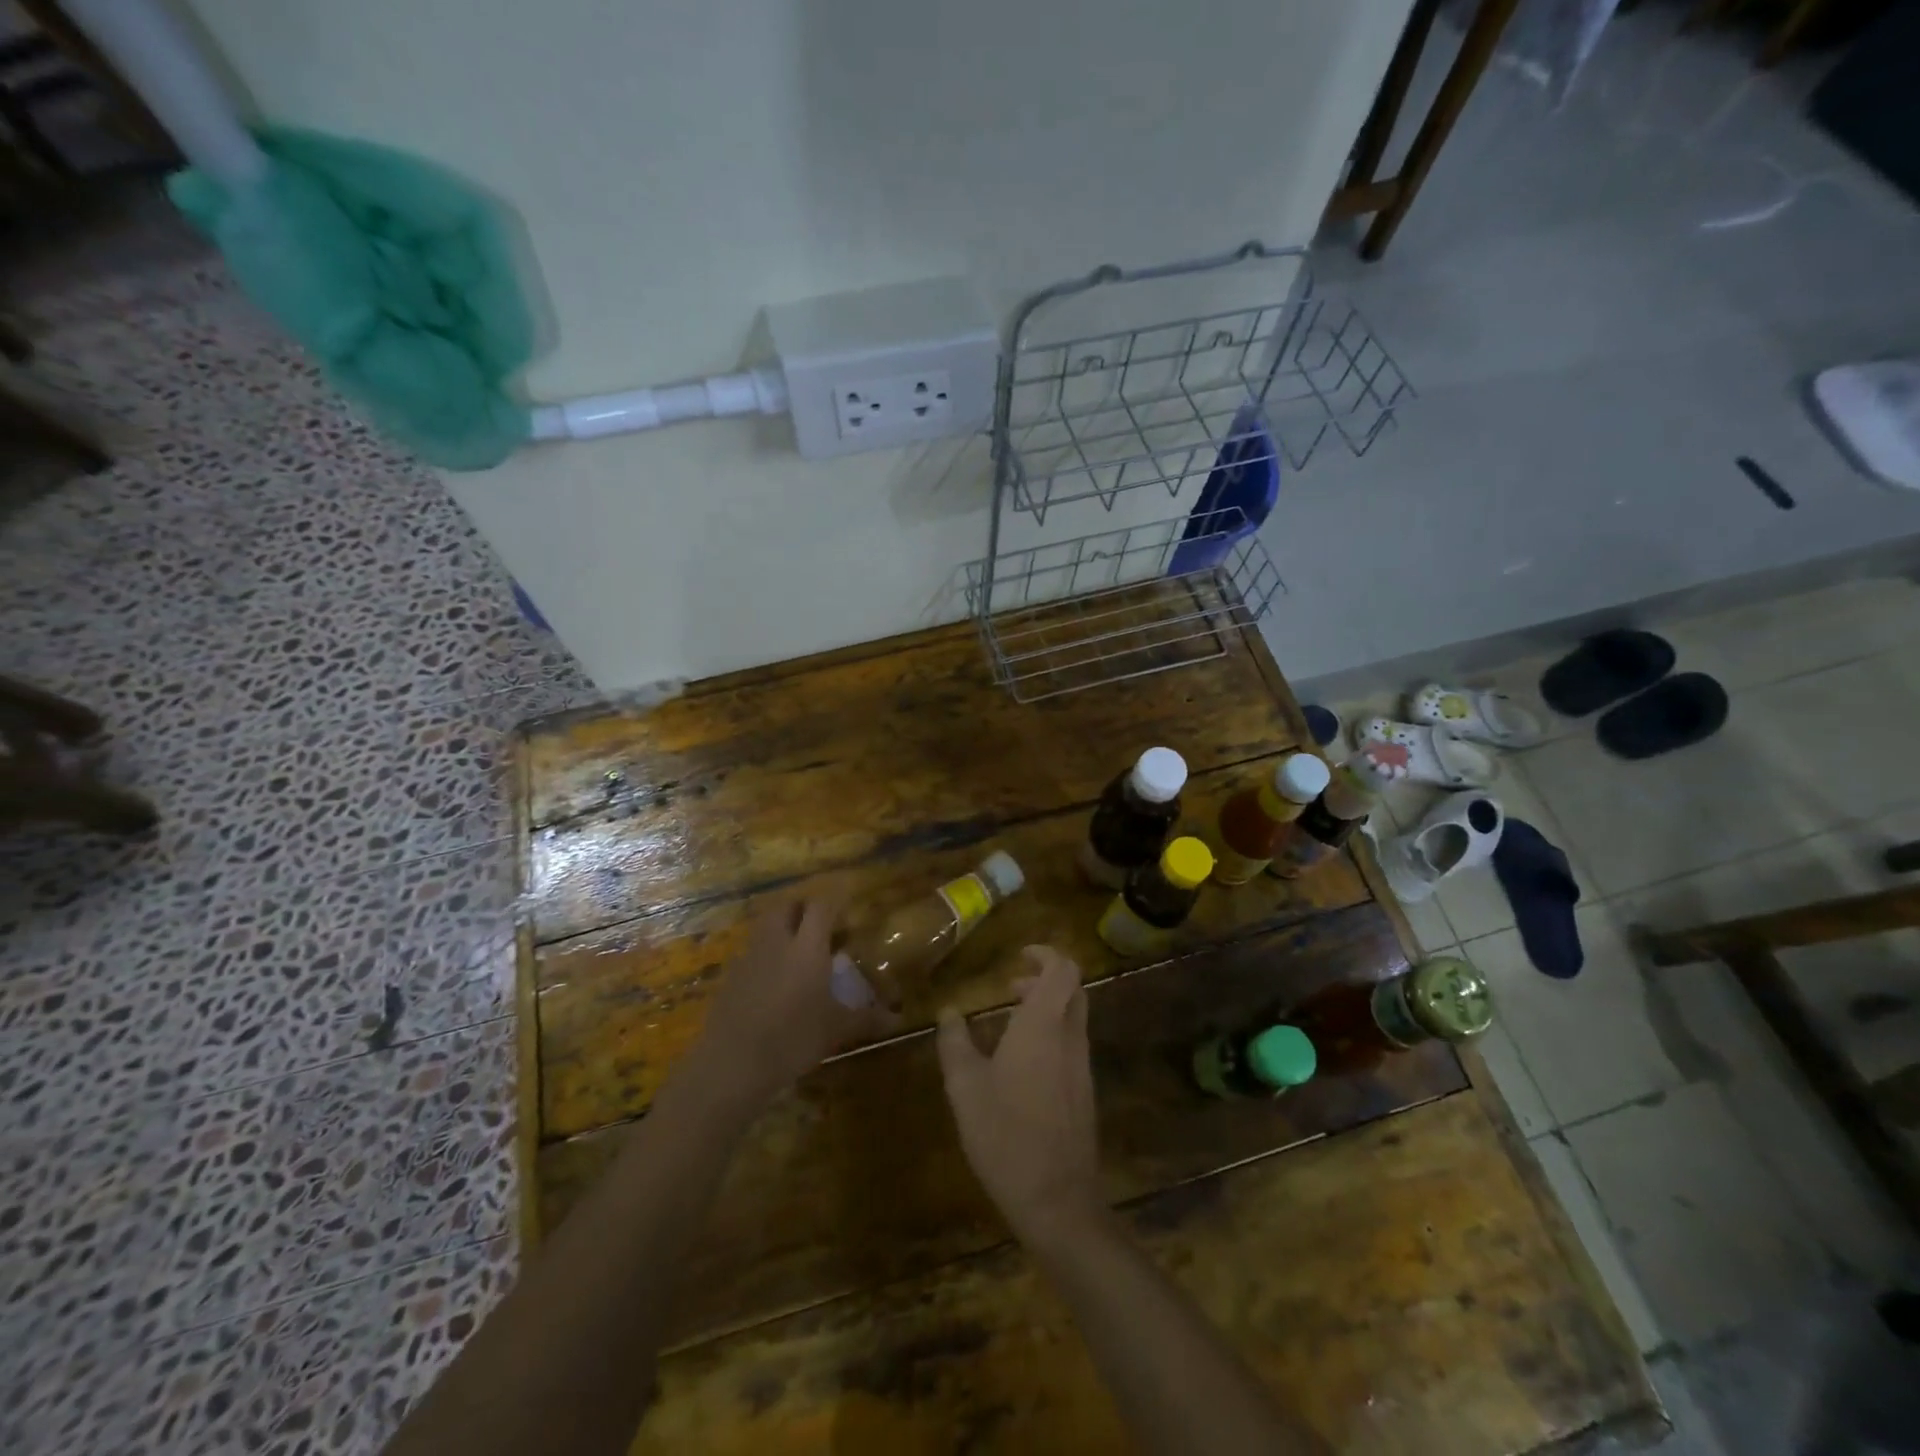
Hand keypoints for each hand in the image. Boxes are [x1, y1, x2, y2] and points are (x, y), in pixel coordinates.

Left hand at [680, 894, 897, 1113]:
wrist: (732, 1064)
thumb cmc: (792, 1039)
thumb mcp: (836, 1030)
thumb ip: (866, 1019)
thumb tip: (897, 1020)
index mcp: (807, 947)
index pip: (821, 905)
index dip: (836, 897)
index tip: (848, 896)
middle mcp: (777, 943)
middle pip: (787, 906)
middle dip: (804, 907)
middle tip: (821, 923)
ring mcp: (749, 958)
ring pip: (766, 927)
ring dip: (783, 927)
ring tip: (799, 949)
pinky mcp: (730, 977)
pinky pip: (752, 952)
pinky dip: (766, 954)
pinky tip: (775, 980)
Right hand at [936, 945, 1104, 1245]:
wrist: (1057, 1201)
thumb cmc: (1005, 1135)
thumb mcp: (965, 1087)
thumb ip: (955, 1043)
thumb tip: (949, 1012)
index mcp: (1043, 1026)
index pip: (1063, 969)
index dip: (1046, 954)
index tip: (1020, 956)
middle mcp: (1070, 1037)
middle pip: (1073, 989)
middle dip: (1045, 978)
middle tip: (1012, 987)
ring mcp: (1082, 1066)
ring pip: (1074, 1017)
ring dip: (1048, 1008)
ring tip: (1010, 1023)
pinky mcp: (1085, 1092)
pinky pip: (1072, 1045)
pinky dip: (1052, 1035)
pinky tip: (1022, 1064)